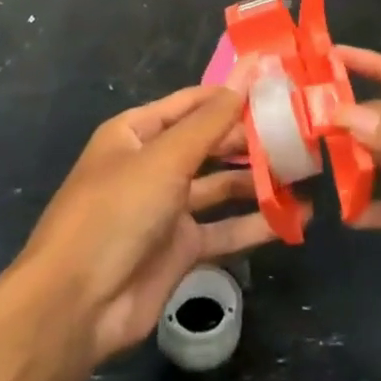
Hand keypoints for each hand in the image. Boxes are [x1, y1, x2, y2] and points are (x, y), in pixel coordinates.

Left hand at [19, 68, 306, 367]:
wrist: (75, 307)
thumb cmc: (116, 212)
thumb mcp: (166, 158)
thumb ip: (212, 120)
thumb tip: (248, 73)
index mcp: (137, 132)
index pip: (193, 103)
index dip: (231, 93)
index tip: (277, 85)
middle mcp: (153, 165)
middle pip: (209, 143)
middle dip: (250, 139)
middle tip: (300, 132)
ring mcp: (167, 208)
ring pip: (220, 187)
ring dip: (257, 181)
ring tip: (304, 172)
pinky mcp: (180, 249)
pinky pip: (224, 230)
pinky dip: (255, 225)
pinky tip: (292, 220)